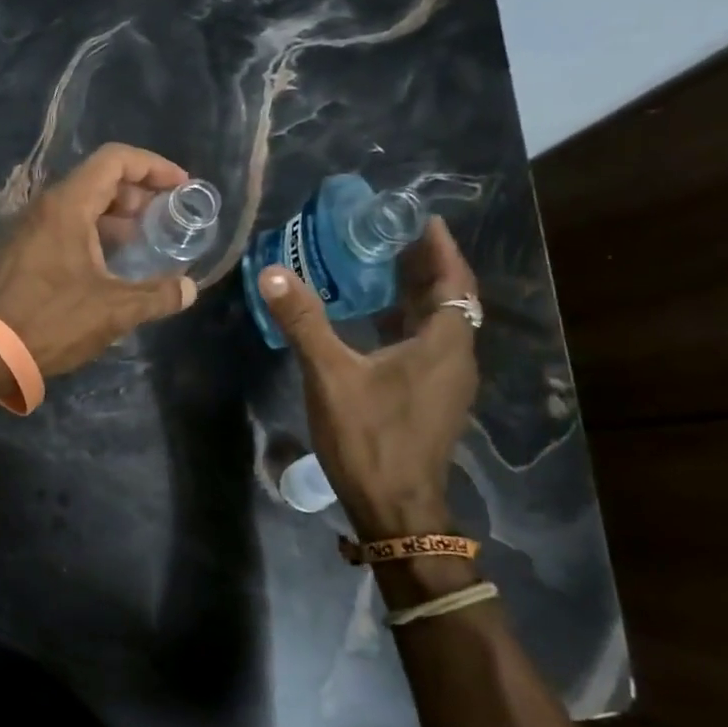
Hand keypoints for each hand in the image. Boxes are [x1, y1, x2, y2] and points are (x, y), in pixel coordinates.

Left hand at [0, 143, 198, 376]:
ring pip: (80, 205)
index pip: (115, 160)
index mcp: (68, 205)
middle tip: (163, 219)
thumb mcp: (114, 310)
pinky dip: (93, 234)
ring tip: (142, 243)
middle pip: (98, 179)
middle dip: (137, 194)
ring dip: (115, 217)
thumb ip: (157, 295)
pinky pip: (64, 227)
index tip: (180, 187)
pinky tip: (109, 266)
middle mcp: (46, 207)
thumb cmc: (52, 320)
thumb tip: (189, 289)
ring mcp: (29, 229)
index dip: (153, 166)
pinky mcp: (21, 252)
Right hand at [256, 217, 477, 540]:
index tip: (420, 219)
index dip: (440, 248)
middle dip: (426, 267)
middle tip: (392, 237)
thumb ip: (304, 322)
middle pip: (450, 300)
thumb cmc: (370, 437)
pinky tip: (375, 324)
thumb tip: (272, 273)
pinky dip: (408, 325)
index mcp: (443, 344)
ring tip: (382, 270)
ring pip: (439, 326)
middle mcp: (455, 358)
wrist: (395, 507)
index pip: (454, 281)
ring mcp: (446, 383)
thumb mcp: (331, 375)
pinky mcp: (432, 401)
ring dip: (417, 296)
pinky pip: (428, 347)